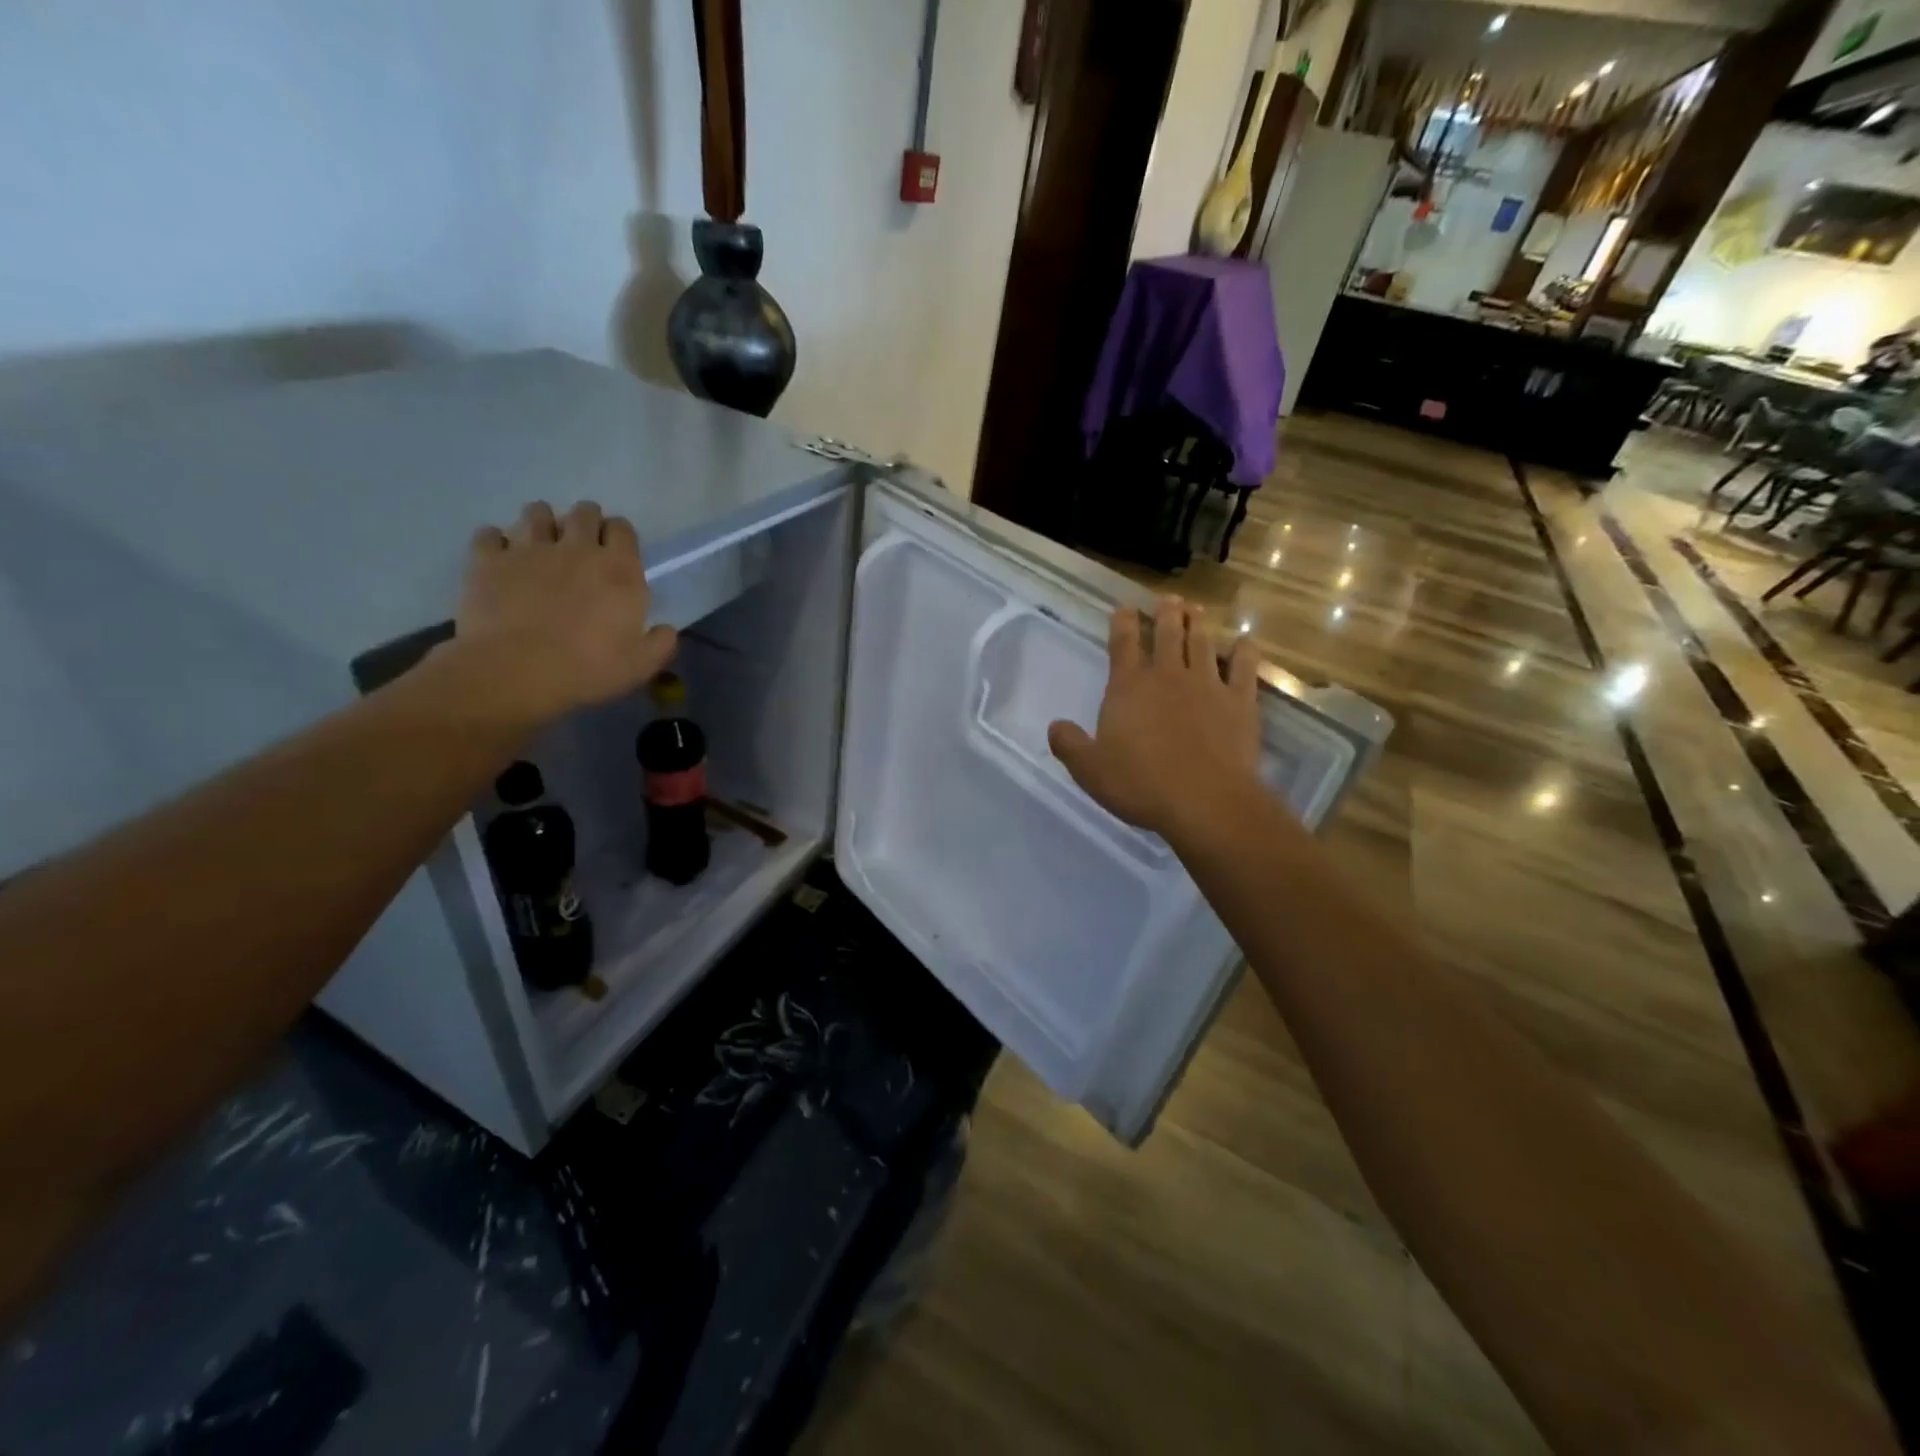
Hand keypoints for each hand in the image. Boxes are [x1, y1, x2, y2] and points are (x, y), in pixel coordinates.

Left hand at [450, 500, 677, 724]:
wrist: (515, 671)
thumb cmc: (588, 669)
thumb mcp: (640, 666)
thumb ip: (660, 643)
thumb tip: (667, 629)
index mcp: (619, 570)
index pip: (623, 529)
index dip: (620, 535)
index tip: (616, 552)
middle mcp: (576, 548)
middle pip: (583, 512)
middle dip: (585, 521)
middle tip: (581, 545)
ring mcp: (529, 549)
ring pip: (536, 512)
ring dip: (542, 523)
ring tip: (540, 545)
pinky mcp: (488, 560)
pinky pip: (489, 534)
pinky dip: (496, 541)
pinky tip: (500, 557)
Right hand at [1048, 597, 1262, 837]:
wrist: (1204, 800)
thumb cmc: (1140, 784)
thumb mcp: (1089, 770)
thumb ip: (1069, 745)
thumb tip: (1055, 726)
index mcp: (1129, 687)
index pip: (1123, 643)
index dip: (1122, 622)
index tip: (1124, 608)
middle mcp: (1168, 675)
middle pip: (1168, 632)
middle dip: (1166, 613)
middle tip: (1169, 600)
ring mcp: (1208, 685)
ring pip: (1203, 642)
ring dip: (1199, 623)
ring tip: (1196, 609)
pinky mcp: (1240, 701)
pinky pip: (1244, 667)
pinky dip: (1244, 651)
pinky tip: (1244, 643)